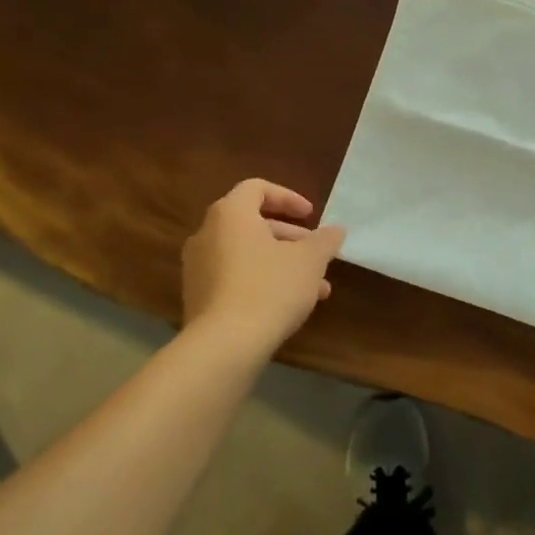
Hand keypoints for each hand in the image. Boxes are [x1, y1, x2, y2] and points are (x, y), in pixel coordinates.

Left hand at [182, 179, 344, 356]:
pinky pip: (234, 276)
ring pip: (247, 253)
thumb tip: (336, 229)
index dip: (288, 198)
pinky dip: (261, 280)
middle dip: (290, 237)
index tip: (311, 216)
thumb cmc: (270, 288)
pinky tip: (289, 305)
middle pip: (252, 223)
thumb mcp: (309, 261)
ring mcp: (198, 267)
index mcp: (230, 214)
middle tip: (316, 253)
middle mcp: (207, 233)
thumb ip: (325, 240)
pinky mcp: (198, 296)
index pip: (257, 188)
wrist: (224, 346)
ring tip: (315, 287)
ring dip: (281, 263)